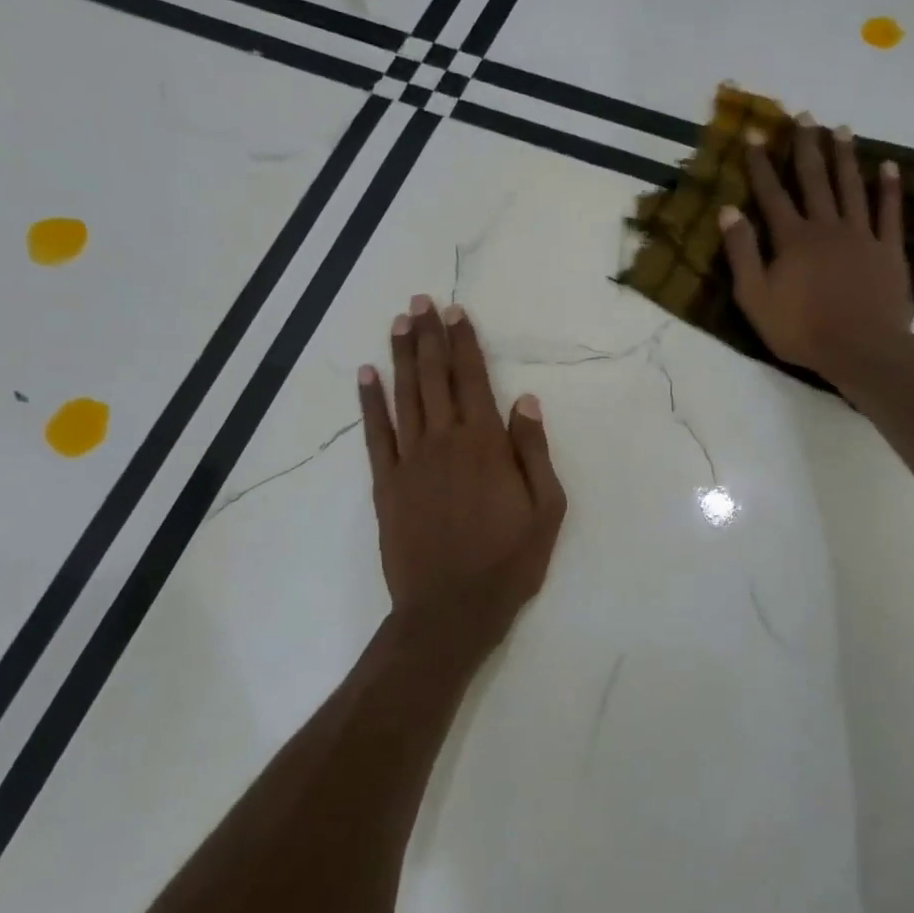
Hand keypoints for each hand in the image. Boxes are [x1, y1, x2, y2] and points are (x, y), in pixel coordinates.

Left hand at [359, 296, 566, 650]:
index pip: (473, 380)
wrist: (450, 610)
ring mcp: (410, 461)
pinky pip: (375, 433)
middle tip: (422, 302)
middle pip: (435, 378)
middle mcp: (444, 441)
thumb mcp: (546, 510)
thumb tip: (525, 400)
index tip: (456, 312)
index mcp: (485, 445)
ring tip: (400, 323)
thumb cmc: (508, 562)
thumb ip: (534, 451)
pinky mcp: (386, 483)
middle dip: (430, 337)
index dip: (465, 343)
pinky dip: (370, 402)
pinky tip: (367, 374)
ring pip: (405, 396)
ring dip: (402, 356)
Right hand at [720, 114, 913, 381]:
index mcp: (792, 239)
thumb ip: (742, 254)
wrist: (861, 350)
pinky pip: (889, 212)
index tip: (754, 133)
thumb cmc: (802, 330)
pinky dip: (889, 188)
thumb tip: (728, 211)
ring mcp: (861, 236)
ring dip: (845, 157)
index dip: (761, 164)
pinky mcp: (888, 250)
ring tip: (841, 129)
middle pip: (815, 180)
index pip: (772, 194)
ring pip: (852, 188)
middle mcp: (826, 227)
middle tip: (804, 116)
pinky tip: (889, 166)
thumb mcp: (755, 298)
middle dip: (806, 147)